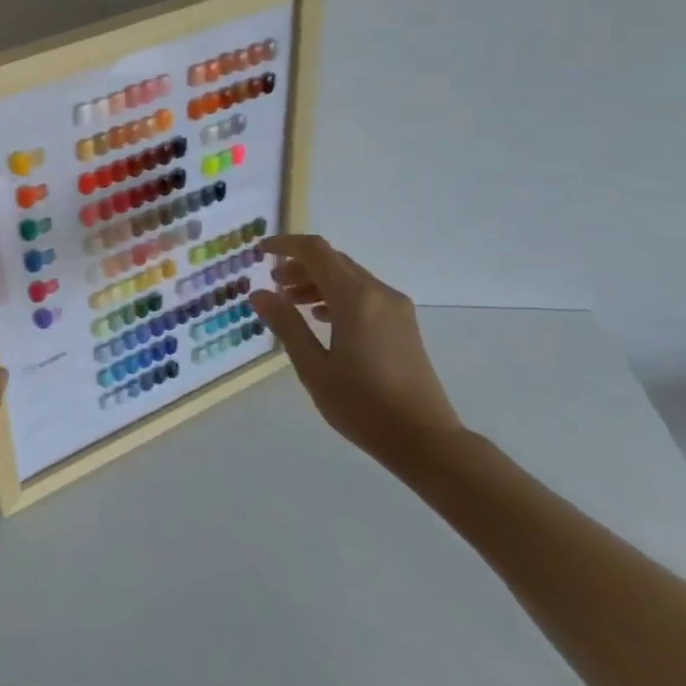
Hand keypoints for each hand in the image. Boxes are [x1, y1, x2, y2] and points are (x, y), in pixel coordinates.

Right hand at [250, 234, 464, 472]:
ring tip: (292, 302)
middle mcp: (379, 293)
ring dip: (318, 281)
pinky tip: (322, 319)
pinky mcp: (403, 323)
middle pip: (333, 261)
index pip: (315, 252)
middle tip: (273, 284)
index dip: (285, 245)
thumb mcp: (314, 368)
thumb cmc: (363, 406)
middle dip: (299, 265)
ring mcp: (396, 308)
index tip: (259, 253)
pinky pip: (365, 294)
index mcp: (355, 299)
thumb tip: (259, 293)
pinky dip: (337, 295)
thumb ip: (286, 325)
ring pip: (349, 276)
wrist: (425, 440)